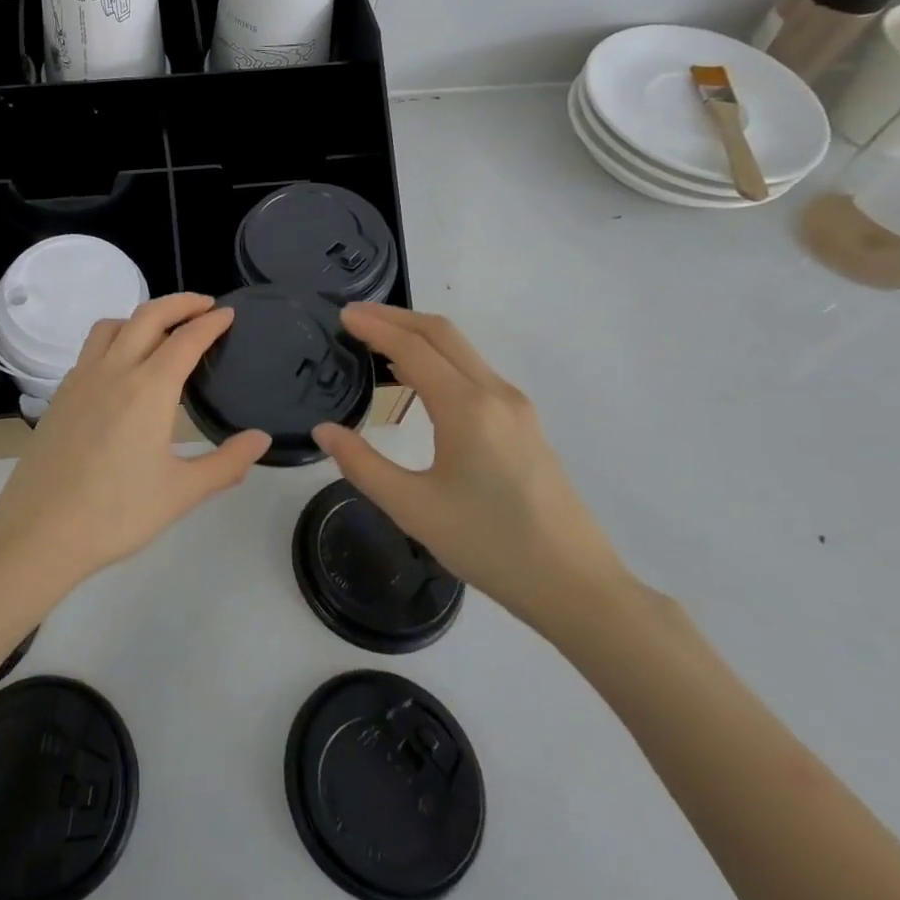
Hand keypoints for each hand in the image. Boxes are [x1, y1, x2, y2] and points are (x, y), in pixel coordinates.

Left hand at [0, 293, 270, 606]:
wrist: (39, 532)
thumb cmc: (116, 513)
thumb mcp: (181, 493)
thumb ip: (226, 463)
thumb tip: (261, 439)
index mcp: (148, 388)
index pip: (186, 339)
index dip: (211, 323)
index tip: (229, 313)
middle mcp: (113, 371)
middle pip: (148, 316)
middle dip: (179, 303)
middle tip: (204, 305)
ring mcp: (81, 380)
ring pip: (112, 326)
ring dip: (141, 316)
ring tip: (161, 330)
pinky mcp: (60, 395)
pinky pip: (91, 350)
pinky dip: (114, 340)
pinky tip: (121, 368)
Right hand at [313, 304, 628, 629]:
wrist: (575, 585)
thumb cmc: (489, 546)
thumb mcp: (413, 509)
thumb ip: (362, 465)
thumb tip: (324, 430)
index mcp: (467, 408)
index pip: (412, 348)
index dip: (375, 327)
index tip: (342, 315)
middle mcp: (495, 394)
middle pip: (441, 333)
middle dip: (396, 317)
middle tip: (354, 316)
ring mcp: (515, 406)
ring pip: (461, 350)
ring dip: (418, 335)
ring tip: (377, 340)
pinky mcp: (524, 422)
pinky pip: (474, 371)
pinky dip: (438, 357)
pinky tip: (417, 377)